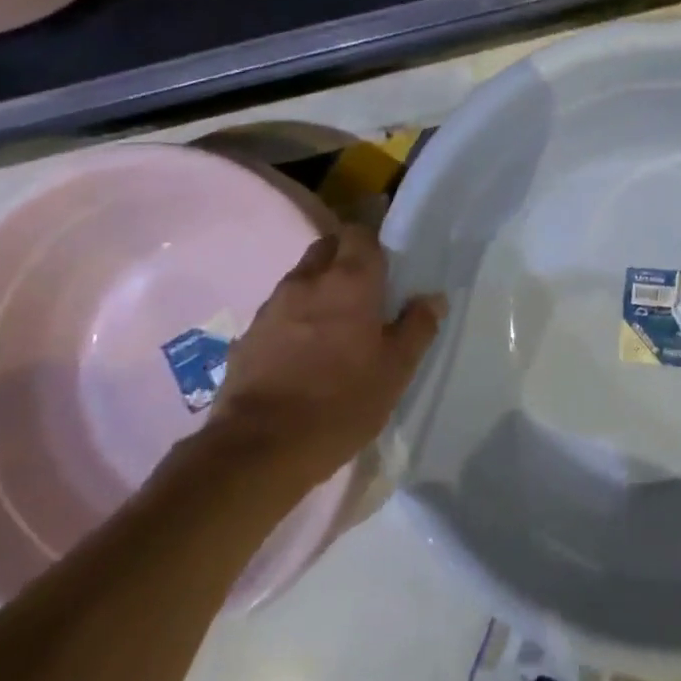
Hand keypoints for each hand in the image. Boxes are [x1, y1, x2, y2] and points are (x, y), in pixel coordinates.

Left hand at [205, 225, 444, 497]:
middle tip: (365, 291)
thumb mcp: (396, 370)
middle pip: (327, 247)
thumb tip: (432, 298)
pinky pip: (279, 311)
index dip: (374, 243)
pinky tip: (304, 352)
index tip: (387, 267)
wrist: (259, 448)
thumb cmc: (341, 402)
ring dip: (319, 289)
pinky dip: (295, 318)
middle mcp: (308, 281)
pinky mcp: (248, 335)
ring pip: (301, 278)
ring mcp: (272, 306)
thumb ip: (418, 327)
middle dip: (345, 258)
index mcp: (350, 280)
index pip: (360, 233)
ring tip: (335, 326)